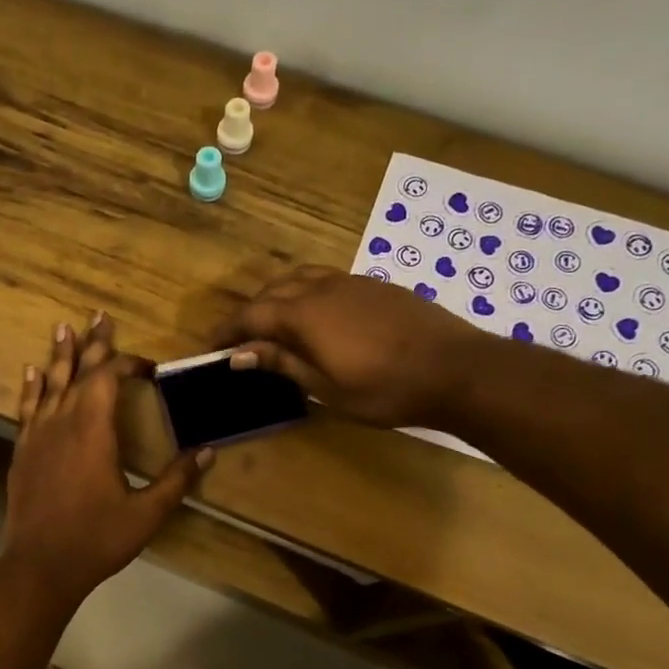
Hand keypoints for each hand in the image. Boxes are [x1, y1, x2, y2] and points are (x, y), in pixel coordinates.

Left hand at [3, 315, 211, 604]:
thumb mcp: (146, 513)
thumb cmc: (97, 539)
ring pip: (49, 384)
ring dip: (58, 355)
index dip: (127, 364)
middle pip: (78, 372)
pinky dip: (31, 387)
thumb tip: (208, 451)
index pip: (108, 379)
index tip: (148, 366)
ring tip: (63, 327)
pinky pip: (26, 408)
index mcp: (94, 431)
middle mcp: (62, 422)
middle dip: (93, 344)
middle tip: (99, 316)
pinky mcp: (23, 452)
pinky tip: (31, 372)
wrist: (40, 566)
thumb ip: (177, 479)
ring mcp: (38, 436)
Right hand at [216, 267, 479, 427]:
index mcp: (305, 315)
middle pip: (273, 291)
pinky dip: (305, 294)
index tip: (211, 349)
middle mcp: (323, 288)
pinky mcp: (375, 285)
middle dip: (250, 314)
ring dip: (277, 298)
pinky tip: (316, 319)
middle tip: (241, 342)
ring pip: (300, 279)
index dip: (228, 332)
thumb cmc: (386, 389)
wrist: (457, 369)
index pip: (252, 316)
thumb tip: (239, 354)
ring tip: (273, 326)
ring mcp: (352, 282)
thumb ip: (283, 364)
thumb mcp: (327, 388)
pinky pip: (325, 280)